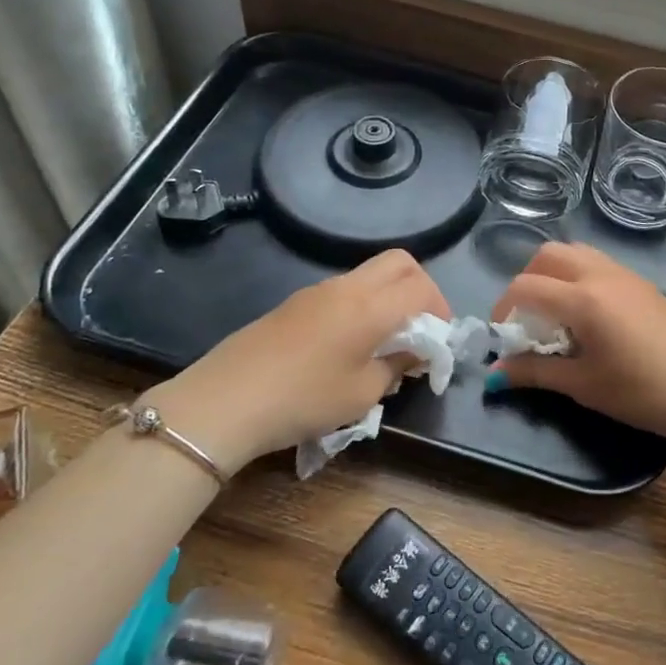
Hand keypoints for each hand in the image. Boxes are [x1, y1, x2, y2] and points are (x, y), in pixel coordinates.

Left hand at [142, 249, 449, 472]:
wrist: (225, 401)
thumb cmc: (303, 399)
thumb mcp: (362, 394)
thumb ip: (395, 367)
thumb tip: (411, 353)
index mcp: (370, 307)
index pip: (421, 288)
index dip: (440, 310)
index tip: (438, 341)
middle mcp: (347, 287)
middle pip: (399, 263)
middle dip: (420, 288)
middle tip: (420, 327)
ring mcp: (317, 291)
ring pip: (369, 274)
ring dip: (389, 297)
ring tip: (385, 341)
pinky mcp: (294, 303)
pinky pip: (343, 291)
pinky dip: (362, 306)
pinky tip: (348, 346)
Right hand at [488, 242, 665, 443]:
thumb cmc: (641, 391)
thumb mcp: (583, 385)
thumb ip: (535, 373)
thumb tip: (494, 375)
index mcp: (583, 299)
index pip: (526, 286)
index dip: (504, 307)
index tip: (503, 335)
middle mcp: (600, 275)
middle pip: (548, 255)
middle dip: (528, 279)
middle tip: (527, 314)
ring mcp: (625, 275)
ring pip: (576, 252)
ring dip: (554, 271)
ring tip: (555, 309)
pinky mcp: (643, 283)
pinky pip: (599, 263)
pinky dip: (579, 275)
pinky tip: (588, 312)